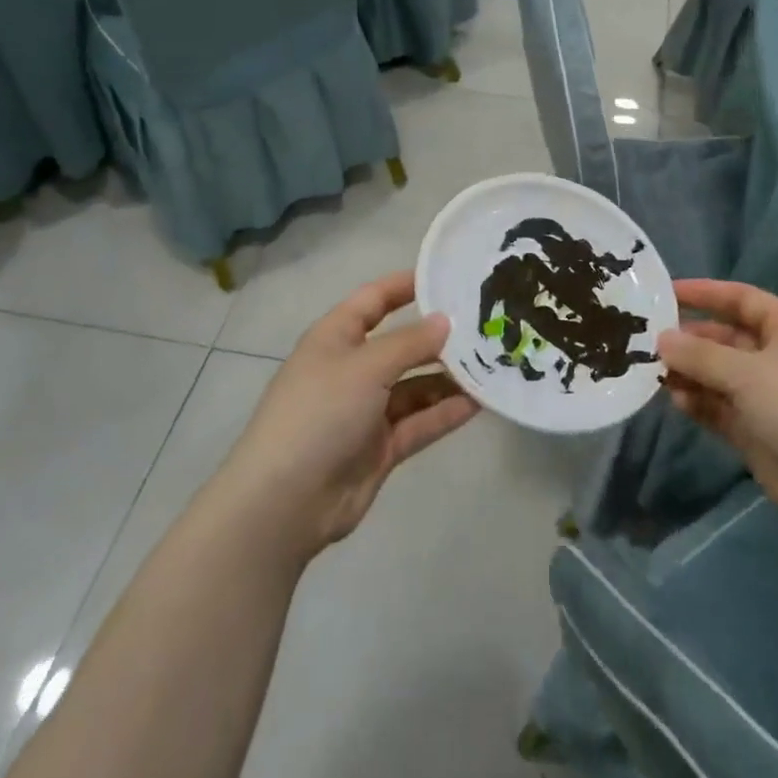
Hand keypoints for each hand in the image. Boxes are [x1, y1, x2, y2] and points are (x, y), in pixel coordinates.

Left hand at [218, 271, 476, 559]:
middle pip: (401, 344)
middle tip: (487, 327)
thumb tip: (445, 321)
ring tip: (492, 366)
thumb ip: (410, 343)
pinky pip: (419, 422)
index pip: (374, 300)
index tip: (448, 275)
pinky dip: (445, 412)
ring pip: (416, 386)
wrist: (285, 502)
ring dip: (449, 378)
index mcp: (335, 338)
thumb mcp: (366, 366)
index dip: (406, 285)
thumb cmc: (319, 413)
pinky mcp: (380, 447)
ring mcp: (366, 411)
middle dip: (439, 337)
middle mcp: (352, 369)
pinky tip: (479, 403)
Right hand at [656, 280, 777, 517]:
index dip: (705, 292)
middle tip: (649, 341)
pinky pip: (721, 406)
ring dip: (690, 373)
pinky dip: (700, 402)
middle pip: (726, 338)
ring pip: (719, 374)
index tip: (665, 292)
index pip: (741, 299)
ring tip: (657, 374)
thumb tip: (662, 339)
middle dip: (690, 340)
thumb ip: (699, 354)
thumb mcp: (745, 372)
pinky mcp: (758, 428)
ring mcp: (768, 394)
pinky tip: (678, 402)